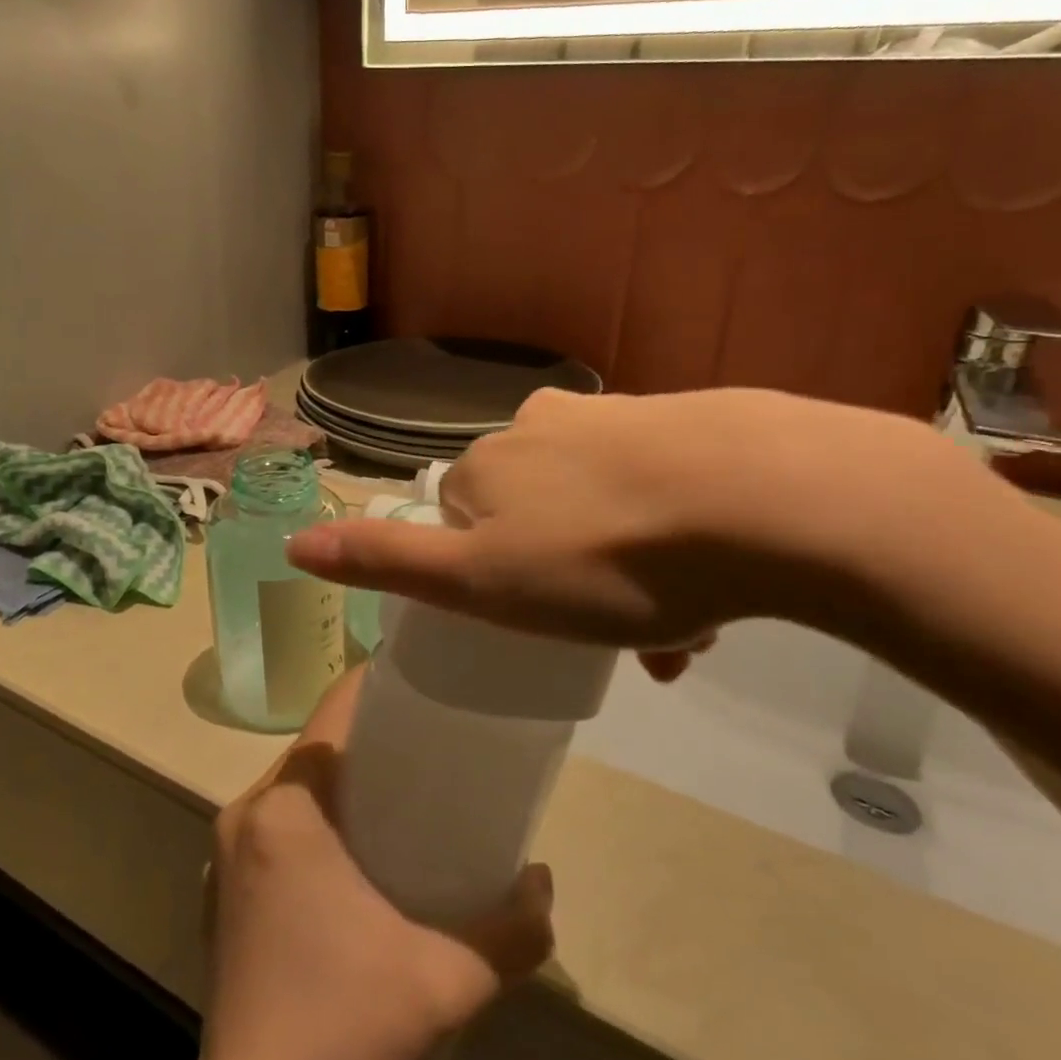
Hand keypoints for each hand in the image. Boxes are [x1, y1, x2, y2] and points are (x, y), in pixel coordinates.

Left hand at [152, 671, 554, 1059]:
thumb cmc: (341, 1029)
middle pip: (316, 744)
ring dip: (345, 776)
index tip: (426, 684)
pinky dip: (319, 814)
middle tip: (432, 742)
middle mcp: (247, 813)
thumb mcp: (445, 981)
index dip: (377, 685)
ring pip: (296, 783)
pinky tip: (360, 850)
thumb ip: (510, 931)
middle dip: (371, 734)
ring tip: (405, 790)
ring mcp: (226, 852)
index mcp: (286, 808)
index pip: (332, 711)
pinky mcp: (223, 888)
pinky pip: (278, 821)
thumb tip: (544, 881)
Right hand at [286, 388, 974, 657]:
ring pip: (601, 508)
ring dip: (625, 574)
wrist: (766, 501)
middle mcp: (543, 426)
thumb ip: (386, 561)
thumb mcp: (480, 581)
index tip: (539, 628)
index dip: (494, 581)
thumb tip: (294, 541)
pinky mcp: (688, 423)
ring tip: (677, 634)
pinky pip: (659, 493)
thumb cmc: (606, 561)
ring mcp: (619, 417)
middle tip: (617, 642)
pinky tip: (716, 592)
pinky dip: (672, 542)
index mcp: (489, 463)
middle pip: (537, 516)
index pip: (463, 524)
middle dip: (566, 582)